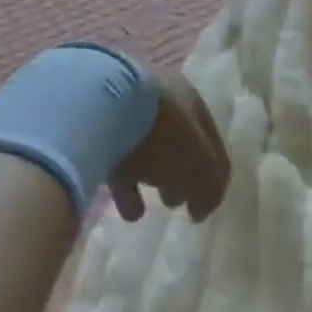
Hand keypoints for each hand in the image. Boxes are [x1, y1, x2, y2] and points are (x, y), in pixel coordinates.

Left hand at [109, 75, 230, 222]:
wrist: (101, 110)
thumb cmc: (164, 131)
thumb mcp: (199, 163)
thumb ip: (210, 185)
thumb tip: (203, 208)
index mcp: (189, 99)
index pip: (208, 136)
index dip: (213, 168)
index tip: (208, 199)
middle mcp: (162, 101)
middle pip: (178, 140)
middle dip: (182, 169)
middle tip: (181, 200)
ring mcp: (127, 114)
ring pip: (149, 149)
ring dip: (156, 176)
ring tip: (159, 205)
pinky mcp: (99, 133)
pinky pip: (119, 163)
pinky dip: (128, 188)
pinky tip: (131, 212)